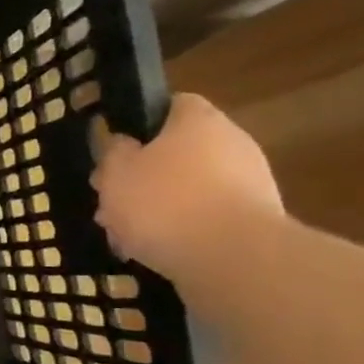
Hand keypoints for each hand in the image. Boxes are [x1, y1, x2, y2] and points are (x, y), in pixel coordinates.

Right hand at [90, 93, 284, 281]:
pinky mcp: (253, 222)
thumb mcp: (116, 172)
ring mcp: (249, 183)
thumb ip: (114, 152)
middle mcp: (231, 143)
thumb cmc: (165, 202)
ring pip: (188, 189)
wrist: (234, 258)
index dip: (140, 125)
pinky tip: (153, 253)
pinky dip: (180, 231)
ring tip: (124, 236)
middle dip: (142, 176)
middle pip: (177, 152)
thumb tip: (123, 144)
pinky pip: (206, 218)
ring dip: (157, 208)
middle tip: (111, 202)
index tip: (115, 152)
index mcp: (199, 120)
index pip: (171, 105)